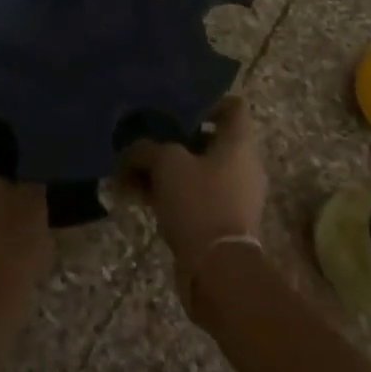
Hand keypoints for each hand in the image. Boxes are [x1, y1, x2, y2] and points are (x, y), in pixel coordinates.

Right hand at [122, 96, 266, 305]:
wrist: (218, 270)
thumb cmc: (199, 202)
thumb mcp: (166, 163)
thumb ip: (146, 148)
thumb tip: (132, 149)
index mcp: (238, 144)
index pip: (233, 107)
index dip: (206, 101)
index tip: (176, 106)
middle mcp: (242, 166)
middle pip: (207, 140)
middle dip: (172, 140)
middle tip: (143, 139)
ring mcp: (233, 195)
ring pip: (194, 170)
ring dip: (163, 170)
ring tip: (128, 172)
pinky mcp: (221, 221)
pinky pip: (192, 196)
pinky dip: (167, 193)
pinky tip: (135, 196)